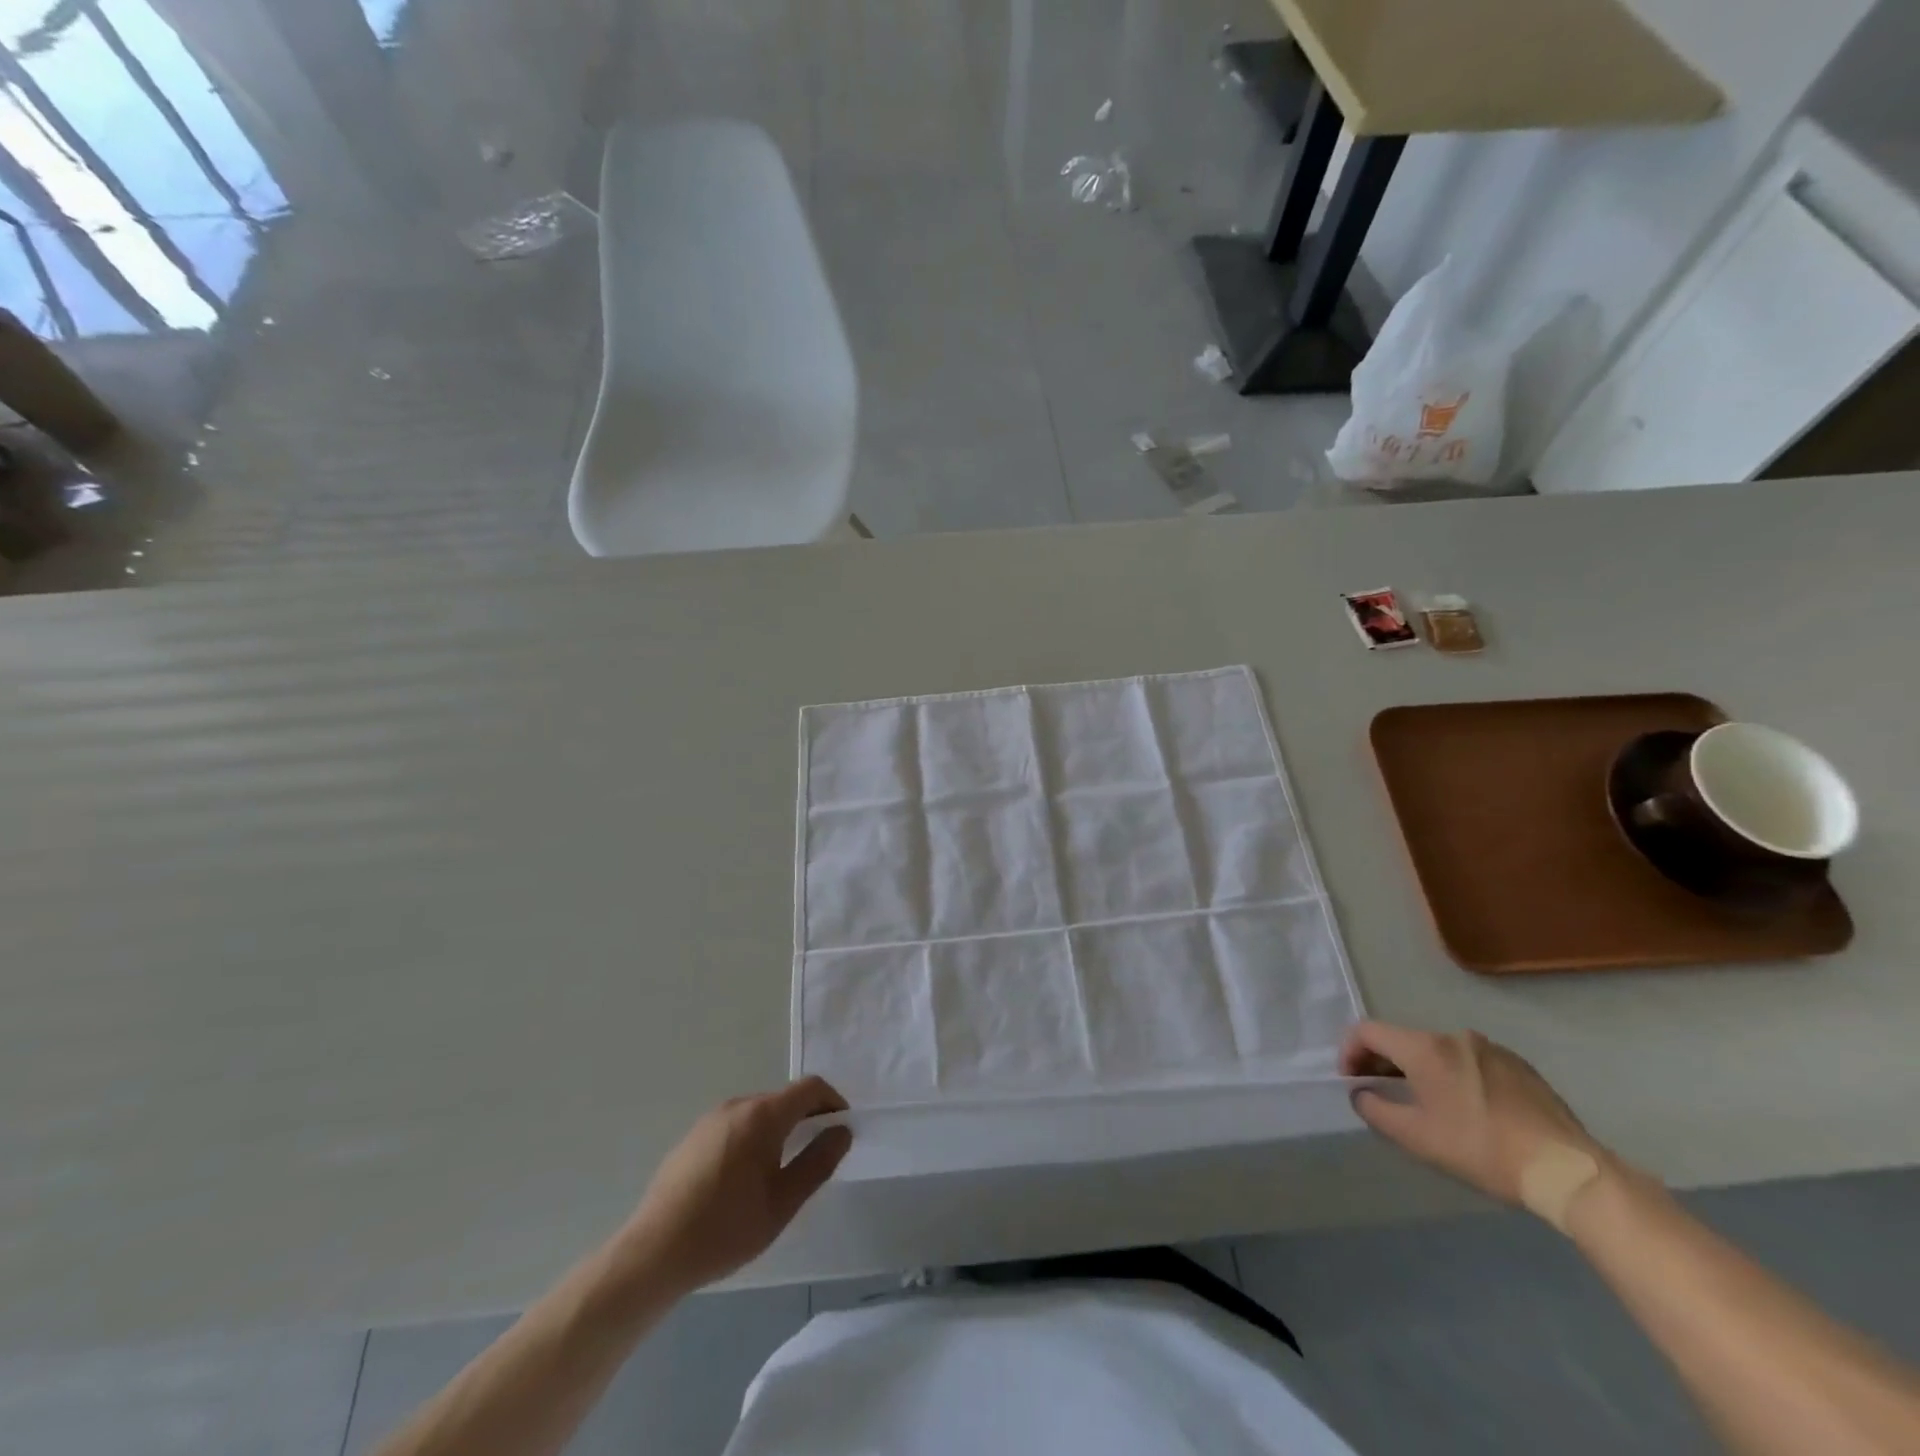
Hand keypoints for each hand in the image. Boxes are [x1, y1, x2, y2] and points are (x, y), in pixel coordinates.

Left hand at [619, 1077, 851, 1296]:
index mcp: (762, 1115)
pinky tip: (743, 1181)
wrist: (652, 1253)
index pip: (810, 1088)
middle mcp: (737, 1105)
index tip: (842, 1130)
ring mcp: (710, 1119)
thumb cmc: (725, 1229)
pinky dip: (752, 1139)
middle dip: (806, 1119)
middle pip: (783, 1099)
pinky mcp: (692, 1138)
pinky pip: (735, 1126)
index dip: (833, 1102)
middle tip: (815, 1157)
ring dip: (779, 1130)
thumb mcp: (782, 1204)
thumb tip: (842, 1132)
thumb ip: (817, 1163)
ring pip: (758, 1113)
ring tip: (781, 1172)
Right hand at [1340, 1021, 1602, 1207]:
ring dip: (1419, 1071)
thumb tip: (1361, 1094)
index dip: (1349, 1052)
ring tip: (1425, 1106)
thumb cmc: (1482, 1149)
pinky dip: (1454, 1077)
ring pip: (1437, 1052)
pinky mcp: (1519, 1066)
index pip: (1367, 1031)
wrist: (1568, 1171)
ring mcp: (1490, 1048)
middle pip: (1402, 1040)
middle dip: (1383, 1064)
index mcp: (1424, 1048)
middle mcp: (1454, 1036)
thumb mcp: (1417, 1138)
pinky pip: (1470, 1062)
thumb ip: (1376, 1109)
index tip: (1351, 1082)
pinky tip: (1468, 1111)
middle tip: (1381, 1095)